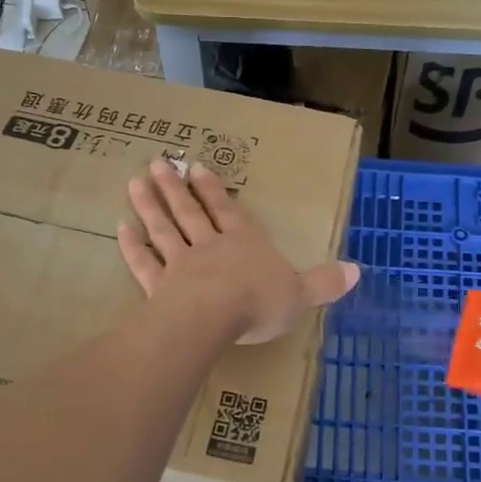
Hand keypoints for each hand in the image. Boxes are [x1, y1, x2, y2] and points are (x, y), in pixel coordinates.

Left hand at [117, 158, 359, 345]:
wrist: (215, 317)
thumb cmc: (261, 303)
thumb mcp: (302, 295)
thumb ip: (324, 283)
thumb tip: (358, 271)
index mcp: (245, 244)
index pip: (227, 211)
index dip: (212, 190)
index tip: (195, 168)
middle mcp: (210, 246)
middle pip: (190, 213)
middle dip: (174, 188)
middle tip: (157, 164)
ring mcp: (181, 264)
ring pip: (163, 230)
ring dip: (150, 206)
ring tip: (135, 182)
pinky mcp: (159, 286)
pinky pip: (144, 263)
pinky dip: (132, 247)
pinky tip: (121, 230)